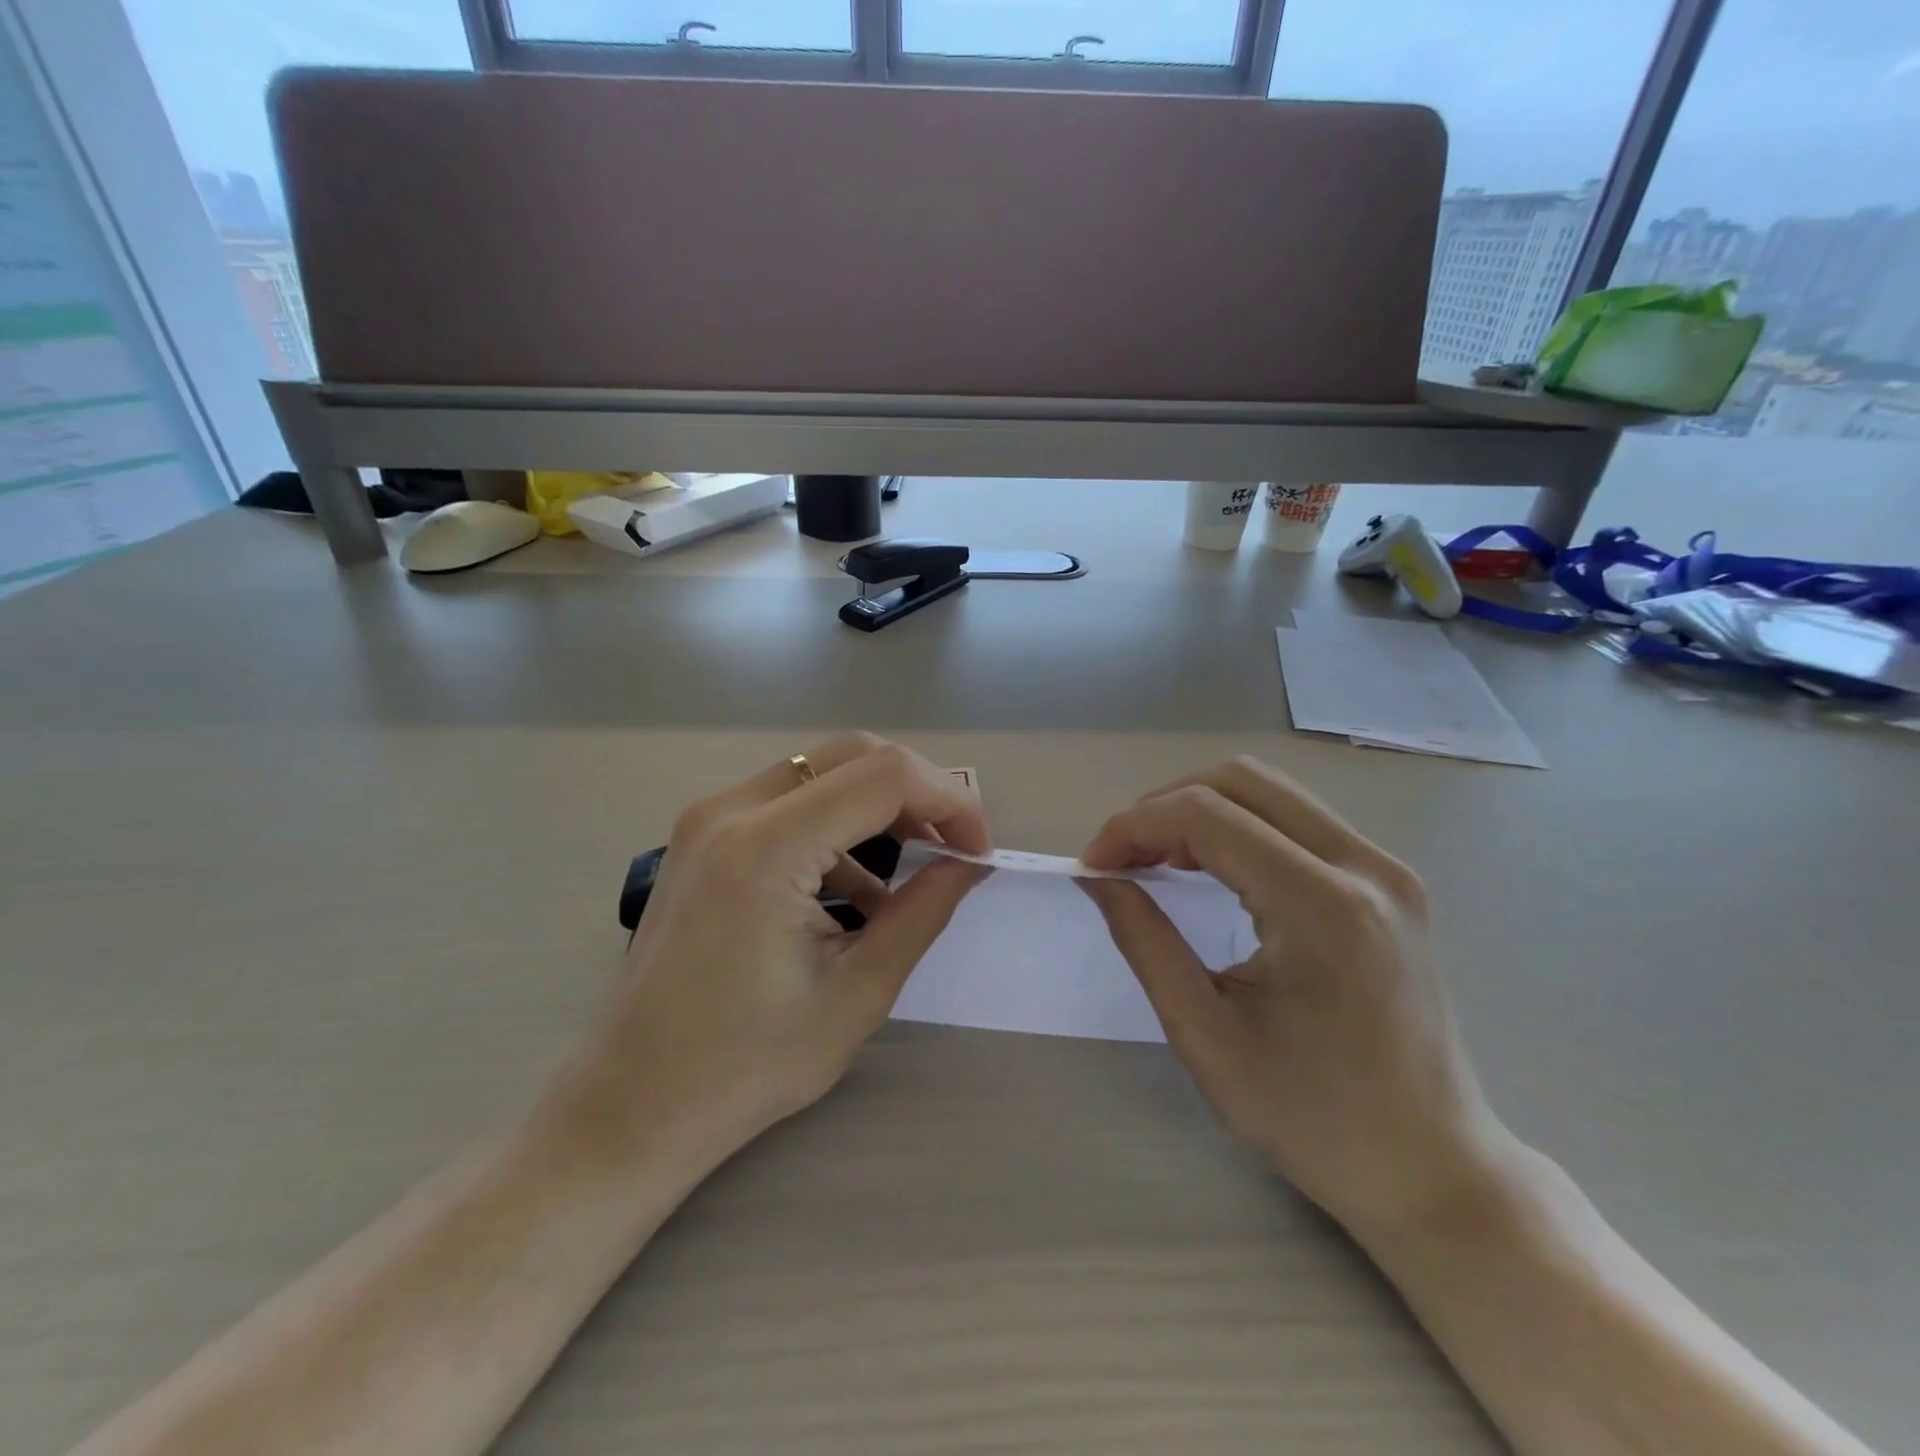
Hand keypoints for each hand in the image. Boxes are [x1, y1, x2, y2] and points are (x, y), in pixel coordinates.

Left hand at [562, 733, 989, 1158]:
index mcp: (766, 847)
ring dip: (879, 808)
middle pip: (854, 756)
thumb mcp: (857, 994)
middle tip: (953, 849)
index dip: (949, 802)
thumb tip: (969, 866)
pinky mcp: (702, 837)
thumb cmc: (746, 1065)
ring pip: (822, 773)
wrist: (632, 1105)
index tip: (977, 852)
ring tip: (915, 868)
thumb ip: (921, 914)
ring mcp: (708, 818)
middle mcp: (731, 810)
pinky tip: (856, 892)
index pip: (885, 776)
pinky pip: (789, 803)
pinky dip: (837, 828)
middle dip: (919, 793)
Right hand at [1078, 757, 1506, 1236]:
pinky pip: (1297, 820)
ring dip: (1200, 811)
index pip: (1206, 816)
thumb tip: (1098, 878)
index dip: (1134, 827)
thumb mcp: (1205, 1035)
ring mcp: (1386, 869)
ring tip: (1157, 862)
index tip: (1094, 866)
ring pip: (1270, 791)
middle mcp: (1364, 866)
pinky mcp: (1390, 882)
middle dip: (1164, 806)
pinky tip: (1210, 867)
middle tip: (1123, 858)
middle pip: (1241, 781)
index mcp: (1322, 907)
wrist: (1430, 1168)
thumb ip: (1144, 941)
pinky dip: (1238, 827)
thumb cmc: (1312, 1118)